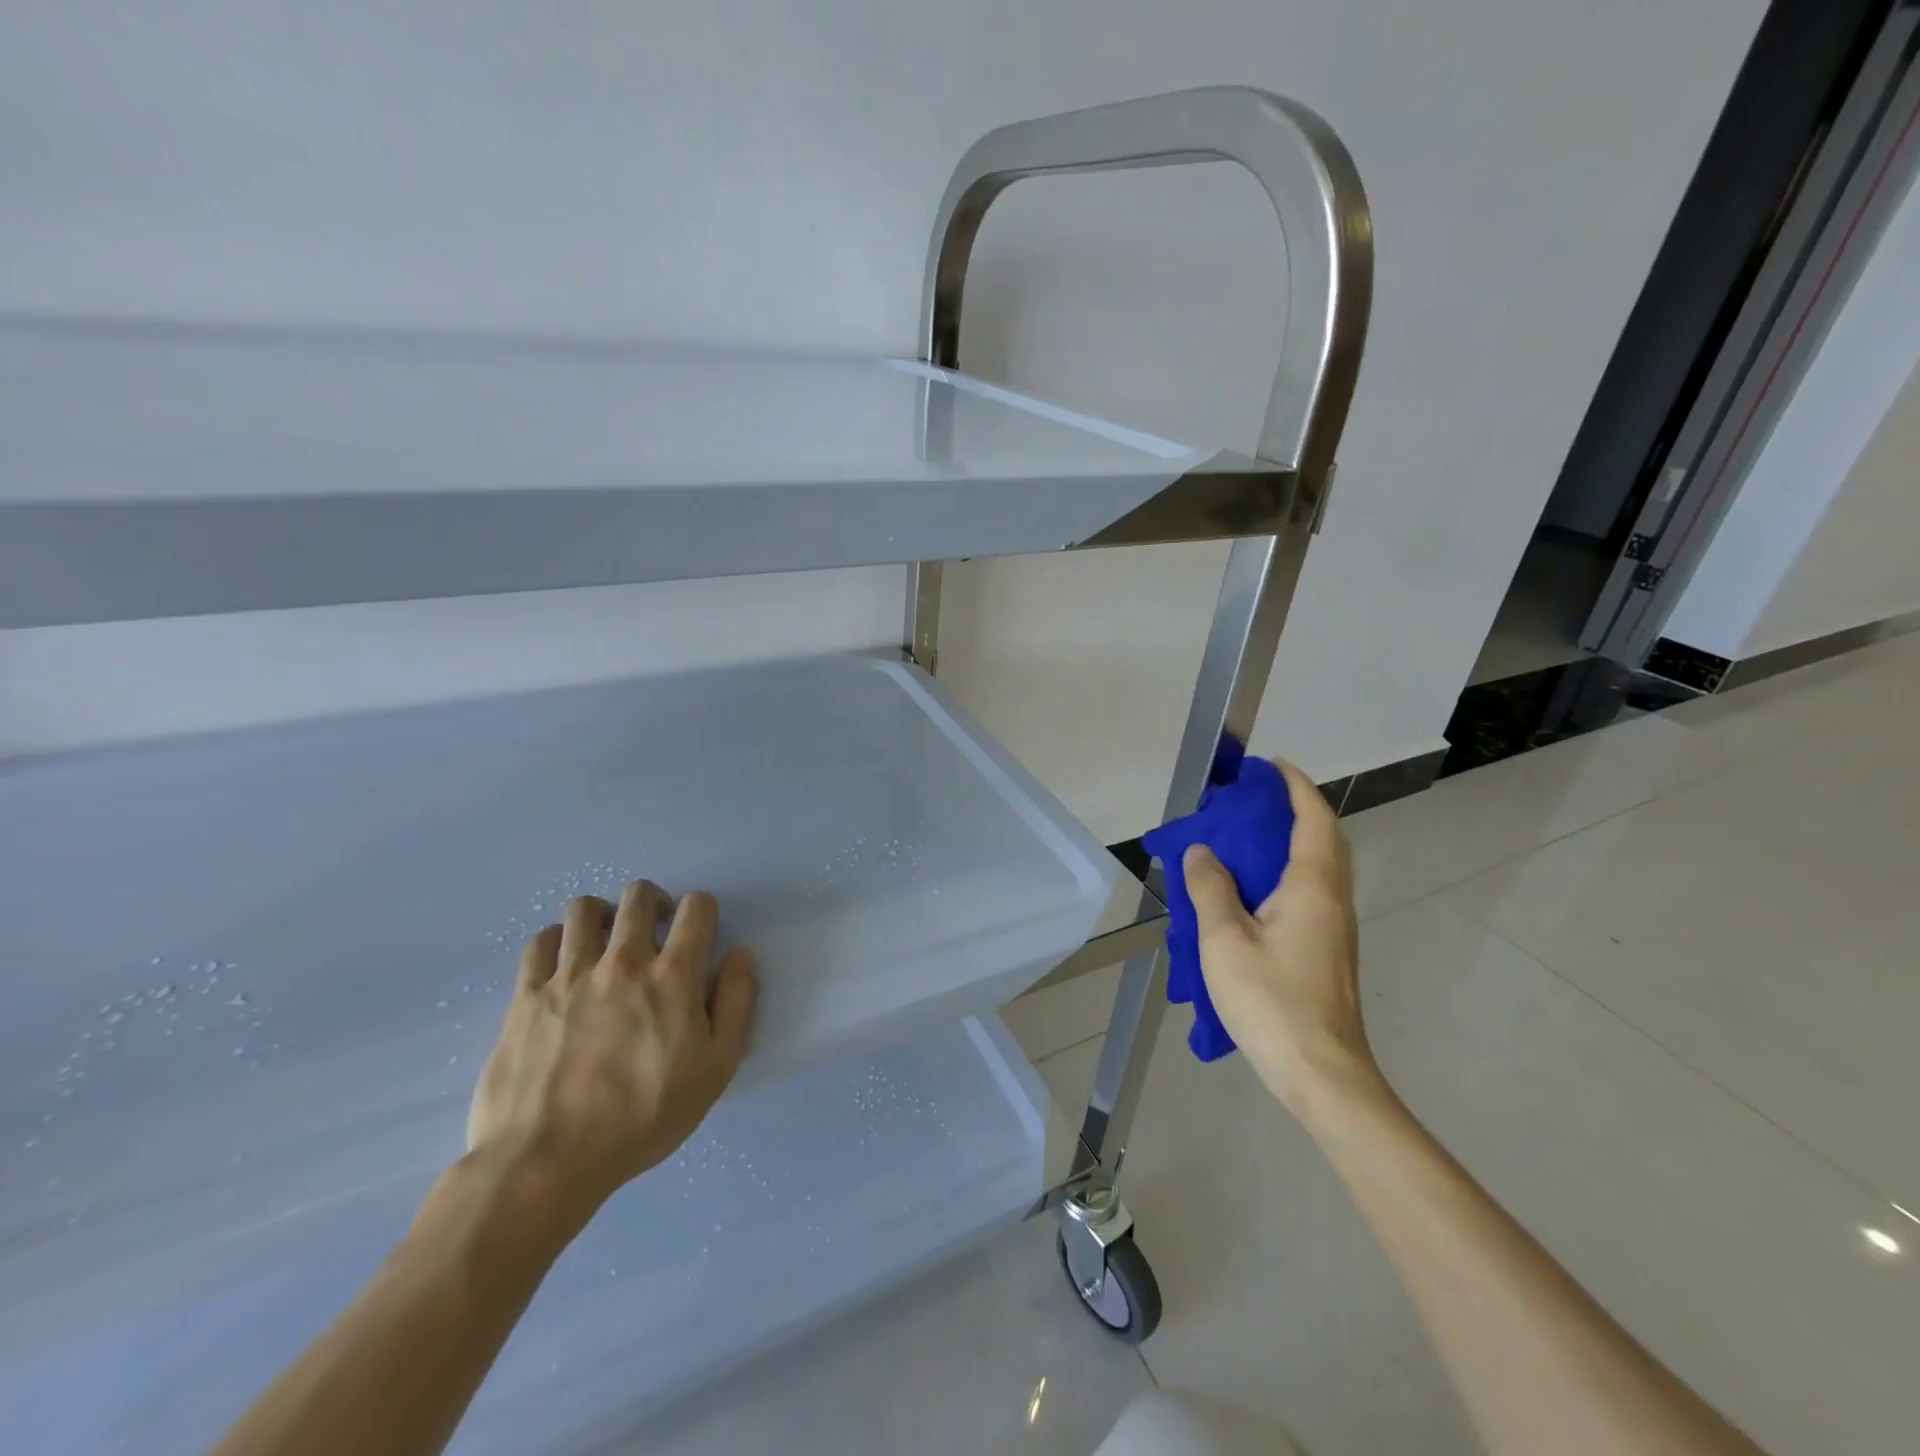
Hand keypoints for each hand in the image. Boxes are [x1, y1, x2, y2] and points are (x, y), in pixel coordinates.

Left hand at [465, 880, 757, 1229]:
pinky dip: (557, 941)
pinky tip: (564, 964)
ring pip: (585, 909)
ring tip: (606, 942)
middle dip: (654, 902)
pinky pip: (541, 941)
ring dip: (604, 915)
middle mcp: (623, 961)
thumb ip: (736, 1003)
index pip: (697, 908)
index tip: (697, 934)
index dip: (702, 911)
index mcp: (673, 975)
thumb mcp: (716, 1068)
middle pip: (639, 895)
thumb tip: (740, 954)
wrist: (547, 1161)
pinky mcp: (526, 995)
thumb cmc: (644, 1117)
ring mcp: (569, 975)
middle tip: (654, 931)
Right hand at [1182, 757, 1374, 1119]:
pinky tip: (1251, 893)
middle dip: (1294, 810)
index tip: (1270, 766)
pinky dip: (1286, 873)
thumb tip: (1201, 852)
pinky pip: (1310, 893)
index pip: (1313, 819)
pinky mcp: (1327, 951)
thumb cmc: (1272, 1001)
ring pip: (1319, 868)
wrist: (1322, 1074)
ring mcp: (1334, 928)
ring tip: (1245, 840)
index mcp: (1312, 887)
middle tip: (1252, 802)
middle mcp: (1332, 900)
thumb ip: (1209, 889)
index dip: (1296, 786)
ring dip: (1290, 842)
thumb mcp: (1224, 941)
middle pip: (1324, 840)